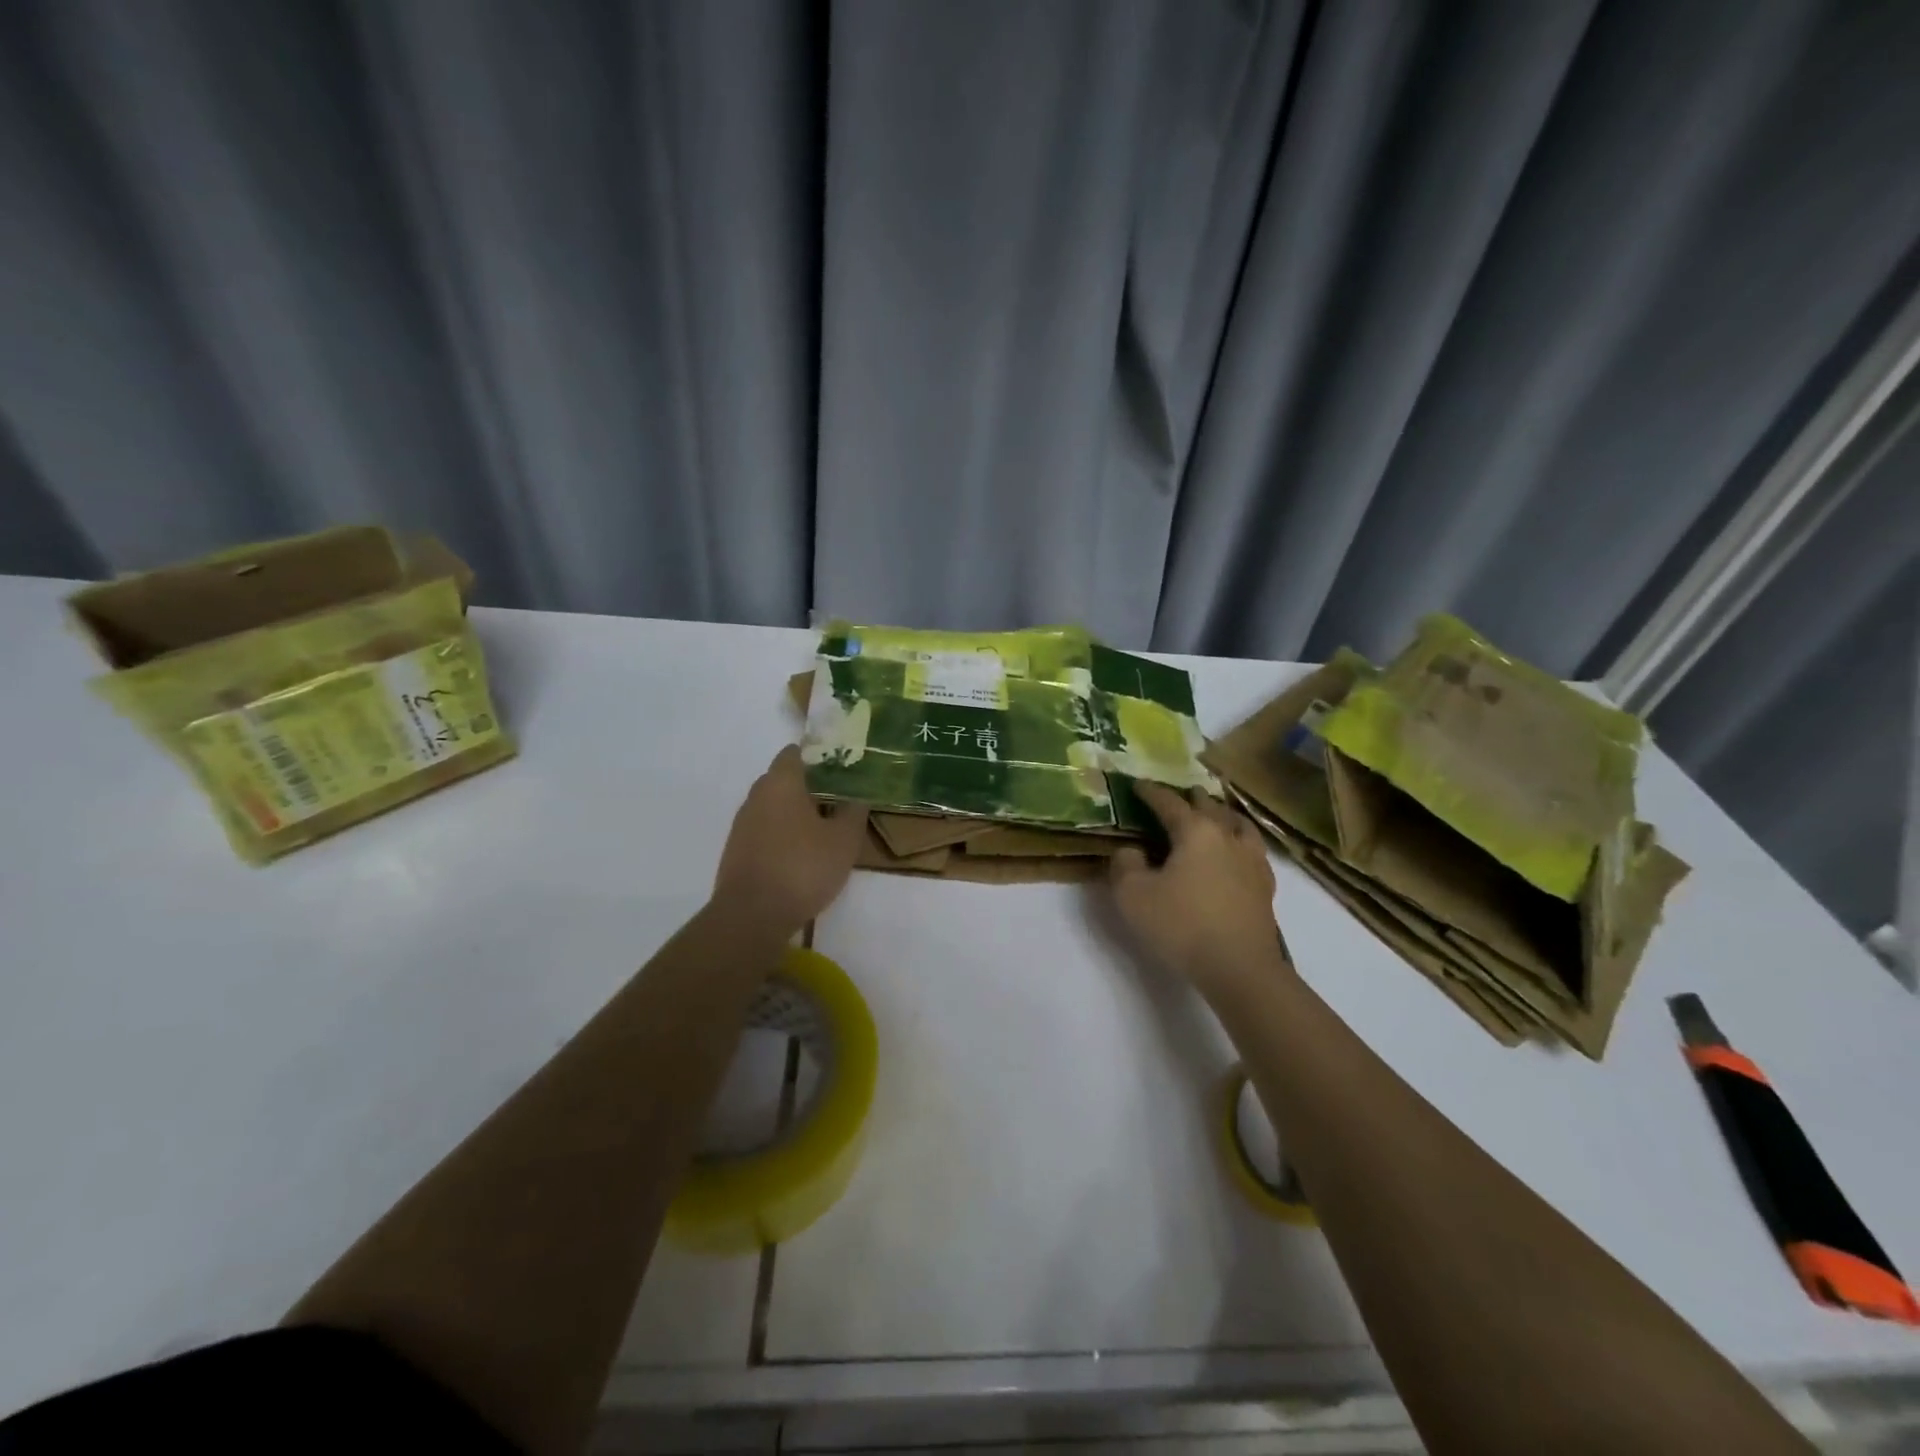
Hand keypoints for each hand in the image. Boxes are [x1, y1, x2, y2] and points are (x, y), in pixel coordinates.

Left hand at [713, 746, 868, 932]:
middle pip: (785, 778)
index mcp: (781, 782)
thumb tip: (858, 794)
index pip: (796, 752)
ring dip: (797, 812)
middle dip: (812, 786)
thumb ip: (854, 811)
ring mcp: (743, 824)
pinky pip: (766, 829)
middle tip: (841, 800)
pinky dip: (784, 833)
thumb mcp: (844, 840)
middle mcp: (757, 795)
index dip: (820, 756)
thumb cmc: (802, 868)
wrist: (751, 917)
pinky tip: (803, 854)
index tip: (843, 769)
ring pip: (775, 806)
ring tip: (826, 830)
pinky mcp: (738, 850)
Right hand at [1110, 784, 1287, 995]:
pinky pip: (1252, 850)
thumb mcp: (1133, 894)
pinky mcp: (1265, 886)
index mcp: (1195, 831)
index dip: (1151, 792)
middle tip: (1182, 794)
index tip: (1137, 785)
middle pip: (1210, 807)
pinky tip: (1238, 853)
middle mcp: (1227, 837)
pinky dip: (1241, 842)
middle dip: (1193, 798)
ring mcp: (1251, 860)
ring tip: (1217, 814)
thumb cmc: (1182, 924)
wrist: (1239, 967)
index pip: (1169, 802)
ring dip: (1224, 815)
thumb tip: (1132, 851)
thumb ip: (1125, 865)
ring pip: (1239, 825)